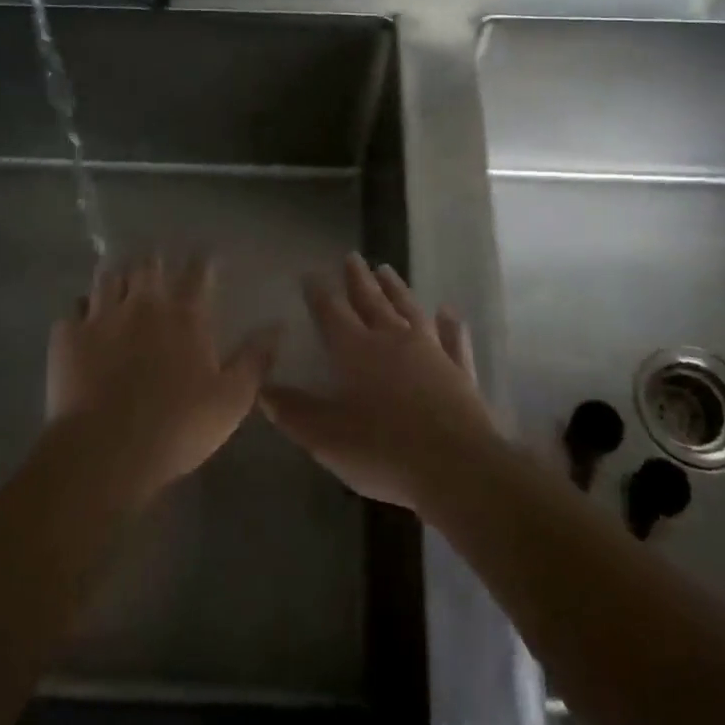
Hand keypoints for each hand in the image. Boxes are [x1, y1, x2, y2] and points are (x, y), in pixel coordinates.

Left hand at [47, 253, 279, 505]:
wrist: (104, 452)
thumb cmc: (178, 426)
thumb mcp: (232, 399)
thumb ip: (255, 359)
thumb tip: (278, 326)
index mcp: (185, 315)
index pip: (197, 271)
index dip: (203, 260)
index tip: (206, 257)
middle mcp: (142, 304)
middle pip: (148, 264)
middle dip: (155, 261)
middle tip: (159, 267)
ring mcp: (101, 316)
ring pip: (108, 276)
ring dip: (118, 276)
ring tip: (122, 282)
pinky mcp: (67, 337)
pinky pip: (73, 310)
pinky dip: (82, 310)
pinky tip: (84, 319)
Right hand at [261, 253, 500, 513]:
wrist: (458, 468)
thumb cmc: (384, 451)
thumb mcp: (326, 438)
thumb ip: (295, 411)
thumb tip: (264, 389)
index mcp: (357, 351)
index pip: (333, 313)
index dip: (319, 293)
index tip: (311, 274)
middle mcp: (394, 341)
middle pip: (373, 302)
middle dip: (359, 279)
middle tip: (353, 256)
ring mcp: (432, 352)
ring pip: (411, 311)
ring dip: (397, 290)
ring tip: (387, 270)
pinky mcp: (460, 372)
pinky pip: (453, 340)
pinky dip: (449, 324)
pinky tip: (448, 311)